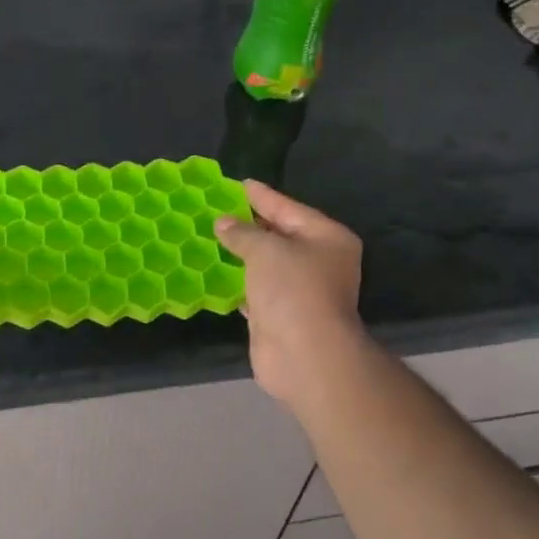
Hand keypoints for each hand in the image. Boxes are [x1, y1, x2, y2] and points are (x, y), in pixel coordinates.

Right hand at [215, 181, 366, 407]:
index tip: (239, 183)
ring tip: (211, 236)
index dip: (262, 196)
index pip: (289, 208)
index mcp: (327, 238)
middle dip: (249, 225)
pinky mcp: (280, 315)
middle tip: (218, 209)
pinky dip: (237, 282)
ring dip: (241, 254)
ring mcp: (300, 291)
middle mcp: (319, 261)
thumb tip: (223, 223)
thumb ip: (243, 233)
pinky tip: (216, 272)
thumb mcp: (266, 250)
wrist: (304, 355)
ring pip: (266, 264)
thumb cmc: (293, 290)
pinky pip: (255, 290)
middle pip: (279, 235)